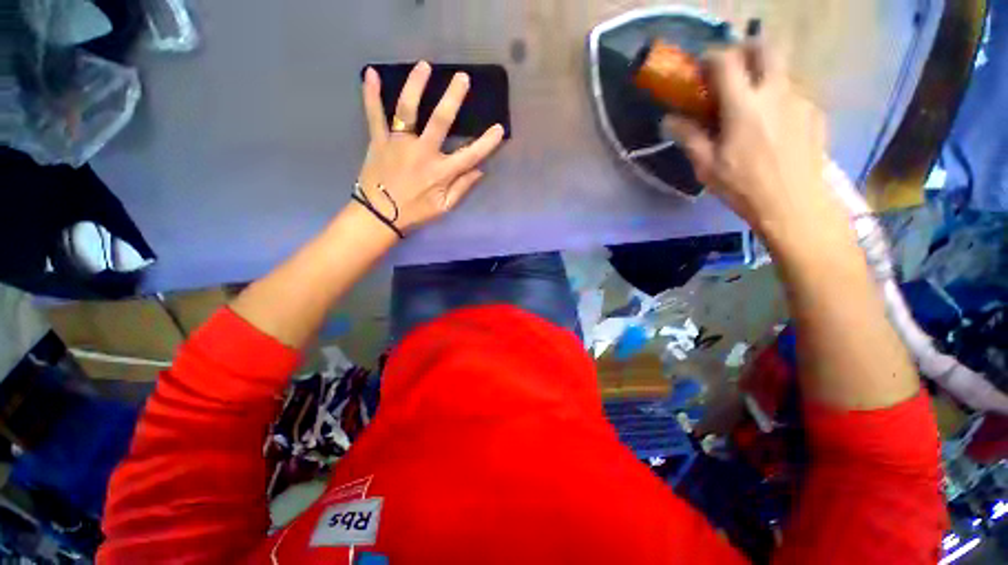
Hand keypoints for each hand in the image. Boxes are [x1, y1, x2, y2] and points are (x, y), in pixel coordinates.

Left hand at [356, 61, 504, 234]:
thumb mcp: (444, 207)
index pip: (470, 155)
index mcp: (440, 172)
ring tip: (424, 66)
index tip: (499, 128)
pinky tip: (370, 72)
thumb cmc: (415, 213)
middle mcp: (422, 153)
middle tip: (462, 77)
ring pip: (407, 110)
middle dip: (452, 99)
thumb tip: (480, 171)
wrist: (380, 216)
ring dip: (416, 86)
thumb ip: (462, 188)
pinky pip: (374, 114)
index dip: (486, 143)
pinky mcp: (378, 141)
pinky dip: (370, 94)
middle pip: (440, 121)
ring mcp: (398, 144)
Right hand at [665, 42, 845, 243]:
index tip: (702, 66)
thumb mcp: (707, 166)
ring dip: (764, 74)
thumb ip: (689, 137)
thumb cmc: (743, 186)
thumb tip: (669, 120)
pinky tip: (773, 123)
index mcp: (744, 106)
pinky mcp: (814, 112)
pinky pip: (794, 92)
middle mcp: (775, 93)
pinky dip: (779, 97)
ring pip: (782, 69)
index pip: (727, 61)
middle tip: (733, 68)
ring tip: (752, 103)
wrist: (793, 203)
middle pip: (766, 47)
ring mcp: (800, 99)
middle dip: (746, 49)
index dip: (712, 57)